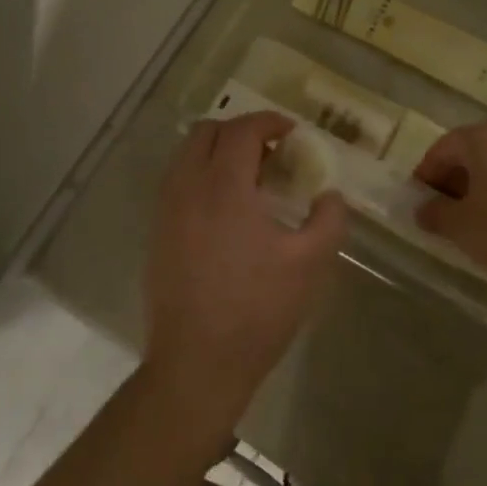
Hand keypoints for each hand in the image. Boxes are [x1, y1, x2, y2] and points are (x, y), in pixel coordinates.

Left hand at [143, 112, 348, 429]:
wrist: (196, 364)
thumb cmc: (257, 311)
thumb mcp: (310, 264)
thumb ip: (328, 220)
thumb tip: (329, 195)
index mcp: (224, 187)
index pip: (242, 130)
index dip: (269, 121)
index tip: (292, 132)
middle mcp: (188, 187)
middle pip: (206, 132)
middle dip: (240, 131)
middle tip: (271, 153)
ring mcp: (166, 210)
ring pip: (186, 155)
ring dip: (217, 152)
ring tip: (249, 180)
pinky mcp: (156, 233)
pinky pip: (177, 183)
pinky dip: (201, 176)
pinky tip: (225, 210)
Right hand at [412, 122, 486, 288]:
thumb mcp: (463, 228)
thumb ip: (436, 215)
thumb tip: (424, 210)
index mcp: (482, 137)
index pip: (442, 148)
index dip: (426, 174)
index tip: (420, 201)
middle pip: (473, 153)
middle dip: (456, 181)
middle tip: (447, 213)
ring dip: (485, 189)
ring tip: (481, 223)